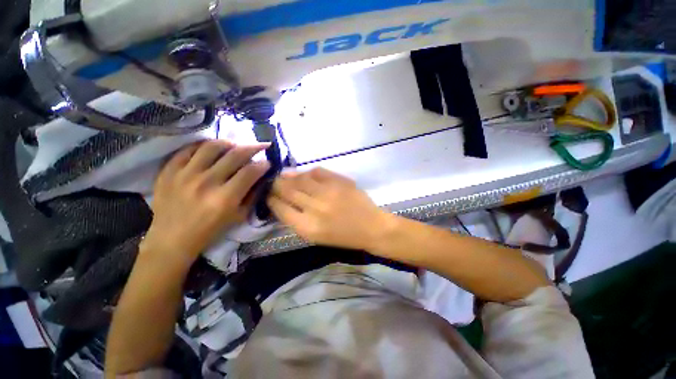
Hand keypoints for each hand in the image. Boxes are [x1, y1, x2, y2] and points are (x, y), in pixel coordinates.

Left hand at [142, 140, 269, 267]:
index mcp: (225, 198)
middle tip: (261, 145)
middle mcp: (206, 182)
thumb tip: (261, 177)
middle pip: (235, 155)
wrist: (172, 239)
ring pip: (212, 146)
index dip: (263, 164)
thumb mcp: (238, 216)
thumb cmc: (210, 230)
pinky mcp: (168, 171)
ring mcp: (184, 174)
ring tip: (236, 145)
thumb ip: (252, 195)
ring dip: (229, 142)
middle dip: (253, 147)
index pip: (250, 172)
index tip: (268, 162)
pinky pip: (188, 149)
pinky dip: (204, 146)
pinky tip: (212, 148)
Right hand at [267, 168, 392, 251]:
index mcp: (307, 227)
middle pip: (287, 190)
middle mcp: (314, 208)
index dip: (271, 199)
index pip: (280, 208)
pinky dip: (308, 172)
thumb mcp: (316, 237)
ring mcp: (328, 192)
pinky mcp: (339, 181)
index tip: (268, 195)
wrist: (371, 227)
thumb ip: (296, 220)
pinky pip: (317, 171)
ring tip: (285, 176)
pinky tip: (305, 175)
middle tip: (273, 182)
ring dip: (289, 176)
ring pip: (300, 178)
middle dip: (276, 185)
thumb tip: (281, 202)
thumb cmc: (343, 237)